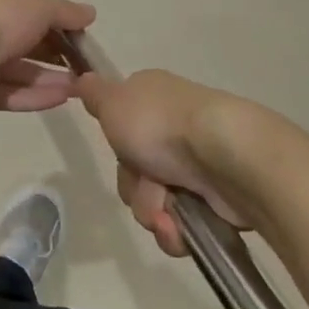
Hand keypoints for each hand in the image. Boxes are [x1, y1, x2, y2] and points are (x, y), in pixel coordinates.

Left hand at [0, 0, 95, 112]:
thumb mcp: (38, 8)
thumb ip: (65, 12)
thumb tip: (91, 13)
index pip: (25, 9)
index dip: (52, 21)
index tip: (78, 34)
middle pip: (23, 42)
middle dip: (54, 55)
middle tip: (83, 66)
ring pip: (19, 71)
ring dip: (50, 78)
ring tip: (80, 87)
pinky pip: (11, 93)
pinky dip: (35, 95)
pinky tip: (63, 99)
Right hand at [74, 69, 260, 256]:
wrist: (225, 155)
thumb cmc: (161, 124)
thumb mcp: (113, 102)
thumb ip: (94, 94)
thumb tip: (83, 77)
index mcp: (152, 98)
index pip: (121, 128)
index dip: (117, 145)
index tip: (120, 149)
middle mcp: (174, 127)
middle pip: (134, 169)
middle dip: (134, 186)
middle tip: (145, 183)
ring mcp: (197, 163)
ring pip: (154, 200)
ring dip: (152, 211)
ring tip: (167, 213)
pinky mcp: (216, 197)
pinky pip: (181, 223)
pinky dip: (176, 230)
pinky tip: (180, 229)